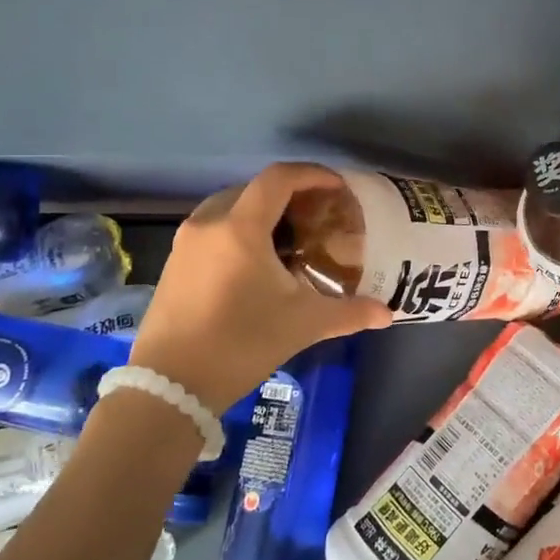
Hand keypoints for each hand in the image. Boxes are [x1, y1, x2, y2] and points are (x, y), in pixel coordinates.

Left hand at [131, 162, 392, 410]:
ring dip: (260, 211)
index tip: (337, 186)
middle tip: (316, 214)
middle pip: (253, 188)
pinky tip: (254, 262)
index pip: (278, 178)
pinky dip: (237, 229)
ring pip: (229, 206)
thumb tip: (388, 313)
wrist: (170, 386)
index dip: (312, 174)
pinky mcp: (173, 261)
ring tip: (287, 237)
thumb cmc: (241, 343)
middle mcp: (209, 222)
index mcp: (241, 227)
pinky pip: (211, 227)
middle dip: (288, 194)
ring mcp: (185, 241)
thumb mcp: (302, 325)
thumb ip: (349, 312)